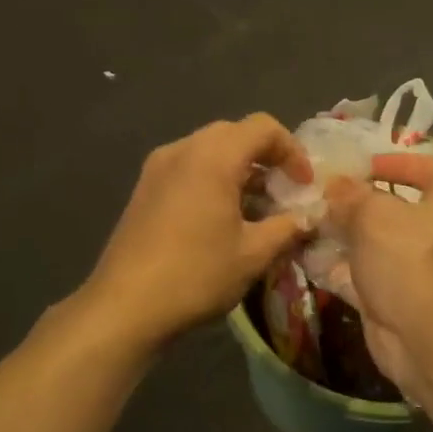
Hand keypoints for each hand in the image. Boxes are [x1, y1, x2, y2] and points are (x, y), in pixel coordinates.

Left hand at [79, 115, 312, 352]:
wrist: (125, 304)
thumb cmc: (196, 274)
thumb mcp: (253, 254)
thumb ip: (287, 228)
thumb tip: (307, 218)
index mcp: (213, 156)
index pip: (263, 127)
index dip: (292, 151)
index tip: (303, 185)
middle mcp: (183, 149)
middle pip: (234, 133)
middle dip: (265, 157)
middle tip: (283, 192)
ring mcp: (158, 167)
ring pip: (208, 150)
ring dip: (238, 169)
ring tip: (256, 209)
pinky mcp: (144, 188)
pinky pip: (187, 167)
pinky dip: (212, 179)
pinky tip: (221, 218)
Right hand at [324, 152, 432, 397]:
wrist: (431, 341)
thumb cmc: (412, 261)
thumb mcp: (376, 215)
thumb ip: (351, 196)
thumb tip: (334, 186)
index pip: (427, 169)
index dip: (395, 162)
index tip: (360, 165)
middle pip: (391, 209)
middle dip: (353, 202)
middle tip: (316, 192)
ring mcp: (410, 270)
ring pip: (369, 244)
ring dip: (338, 234)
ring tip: (302, 219)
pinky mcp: (389, 300)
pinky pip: (356, 276)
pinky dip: (332, 267)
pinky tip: (302, 254)